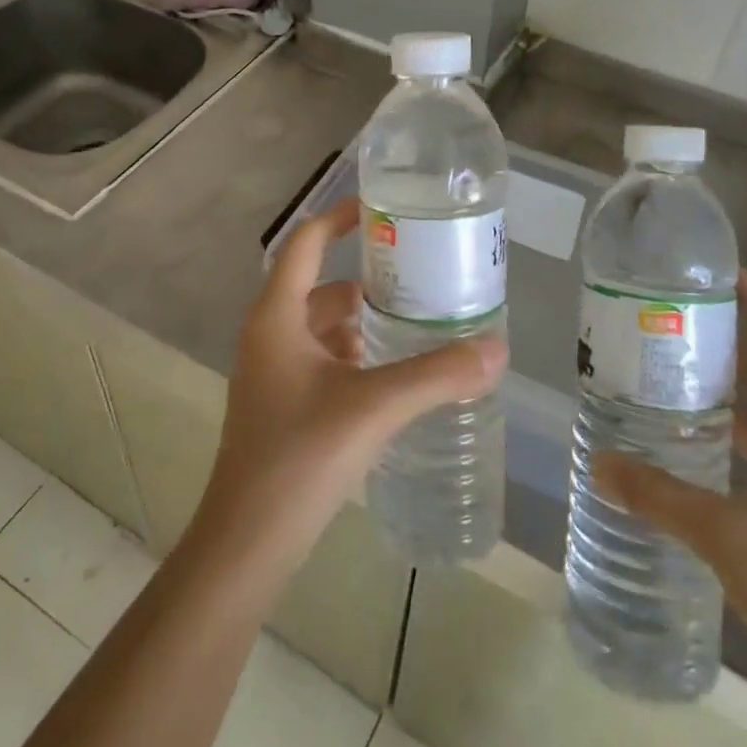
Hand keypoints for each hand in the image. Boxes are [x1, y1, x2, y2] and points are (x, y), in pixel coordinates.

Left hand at [187, 198, 506, 584]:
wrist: (248, 539)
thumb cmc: (300, 457)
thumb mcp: (374, 407)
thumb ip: (437, 375)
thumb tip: (498, 349)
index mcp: (277, 316)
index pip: (306, 242)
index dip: (339, 217)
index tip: (381, 206)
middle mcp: (268, 334)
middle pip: (318, 284)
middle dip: (365, 277)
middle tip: (417, 274)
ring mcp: (271, 371)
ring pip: (320, 325)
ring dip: (359, 319)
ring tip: (412, 322)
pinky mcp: (280, 403)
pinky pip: (319, 358)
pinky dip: (351, 353)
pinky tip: (387, 373)